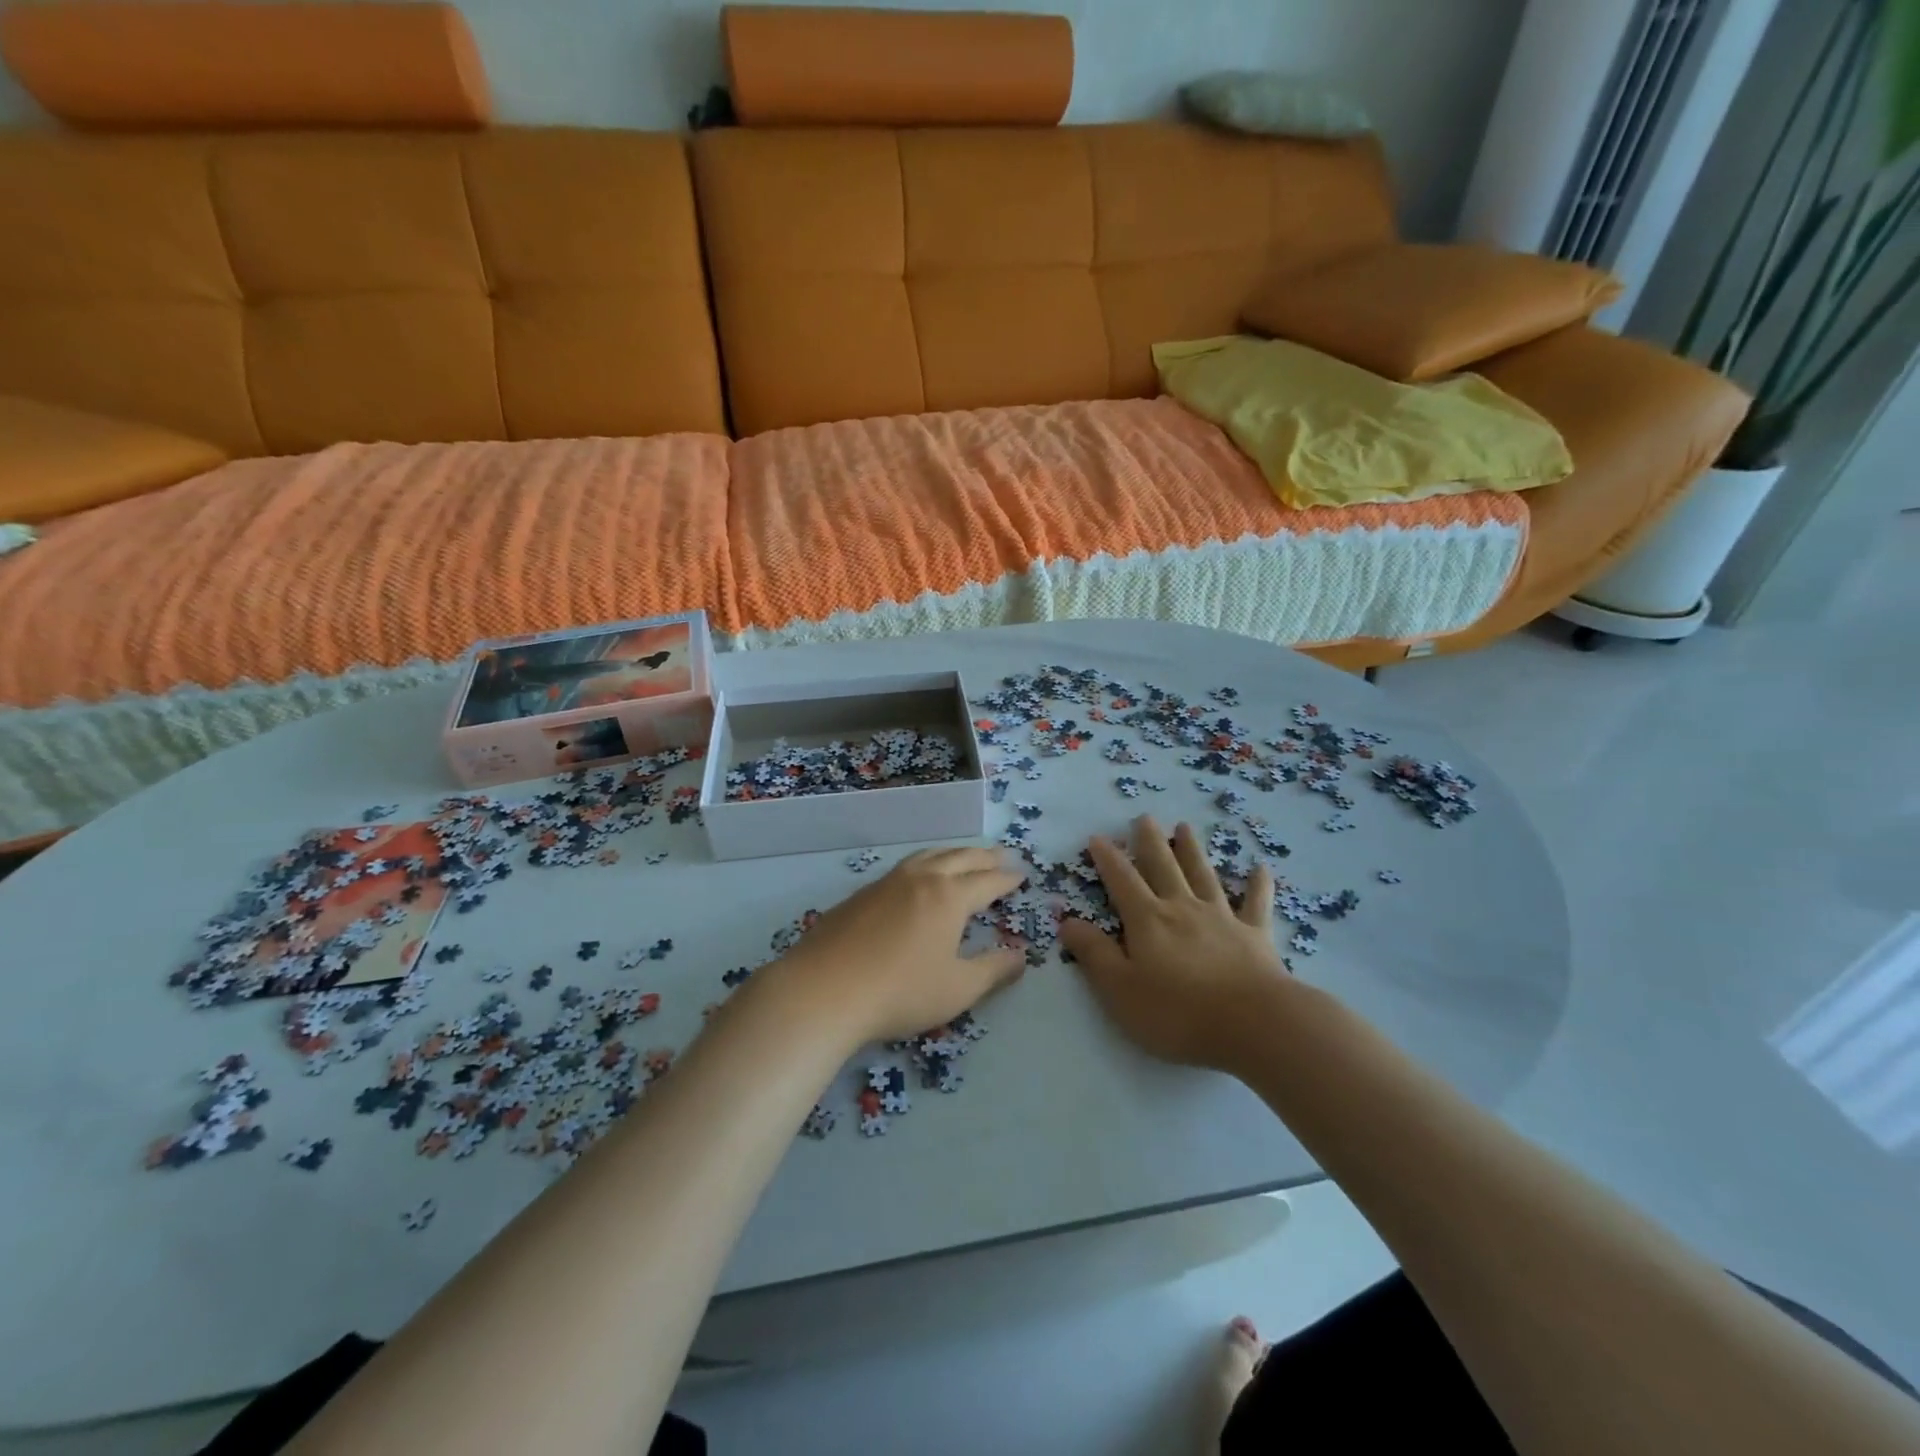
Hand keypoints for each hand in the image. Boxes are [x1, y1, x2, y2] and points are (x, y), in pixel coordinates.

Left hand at [771, 847, 1025, 1044]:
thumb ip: (994, 970)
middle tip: (1002, 854)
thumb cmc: (900, 992)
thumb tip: (1021, 955)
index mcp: (949, 897)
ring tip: (963, 856)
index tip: (1022, 875)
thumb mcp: (958, 989)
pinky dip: (923, 864)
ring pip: (927, 856)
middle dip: (984, 856)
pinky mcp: (860, 894)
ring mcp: (886, 883)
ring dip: (952, 853)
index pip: (987, 881)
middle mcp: (920, 879)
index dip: (1007, 879)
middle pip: (959, 858)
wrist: (823, 990)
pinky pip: (903, 868)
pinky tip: (917, 878)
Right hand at [1059, 816, 1289, 1071]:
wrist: (1254, 1024)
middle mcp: (1182, 908)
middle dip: (1150, 842)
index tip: (1098, 837)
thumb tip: (1066, 921)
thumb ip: (1094, 954)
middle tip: (1144, 817)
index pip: (1121, 881)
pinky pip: (1256, 903)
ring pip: (1203, 875)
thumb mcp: (1120, 990)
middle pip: (1163, 867)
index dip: (1107, 859)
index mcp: (1147, 920)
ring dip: (1192, 850)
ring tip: (1185, 827)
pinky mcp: (1256, 935)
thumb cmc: (1178, 1013)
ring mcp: (1222, 918)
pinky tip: (1260, 868)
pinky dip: (1257, 885)